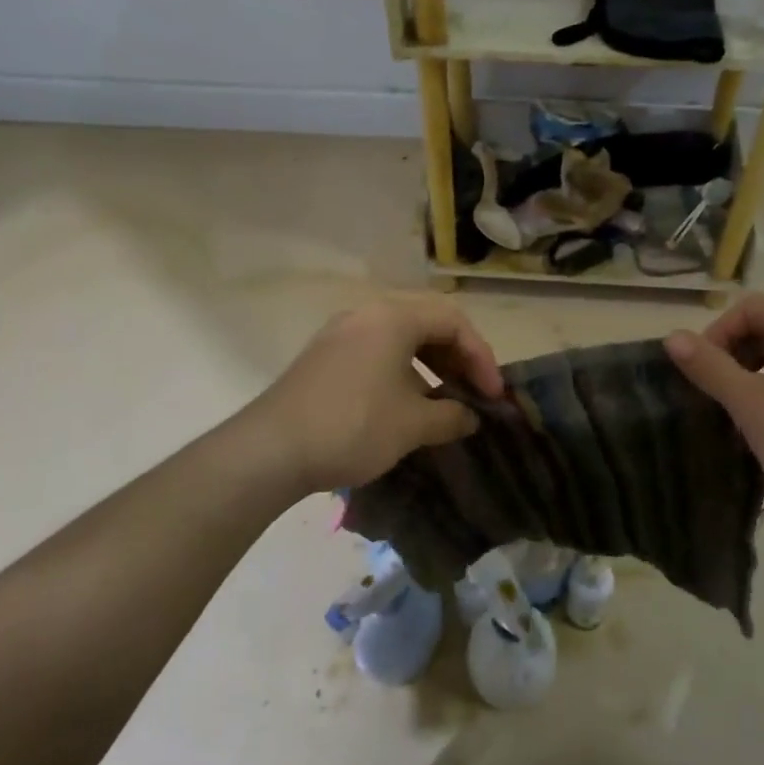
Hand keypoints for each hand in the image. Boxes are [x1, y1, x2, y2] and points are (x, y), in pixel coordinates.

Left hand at [253, 294, 504, 493]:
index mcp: (392, 317)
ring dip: (431, 365)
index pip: (454, 321)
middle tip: (474, 393)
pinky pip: (376, 352)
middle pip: (427, 323)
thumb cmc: (353, 426)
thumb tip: (470, 417)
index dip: (481, 357)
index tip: (493, 395)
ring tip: (444, 400)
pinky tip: (406, 404)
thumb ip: (451, 415)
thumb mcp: (413, 424)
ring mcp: (340, 333)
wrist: (271, 450)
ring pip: (400, 338)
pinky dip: (402, 371)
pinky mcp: (324, 357)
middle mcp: (366, 314)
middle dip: (458, 358)